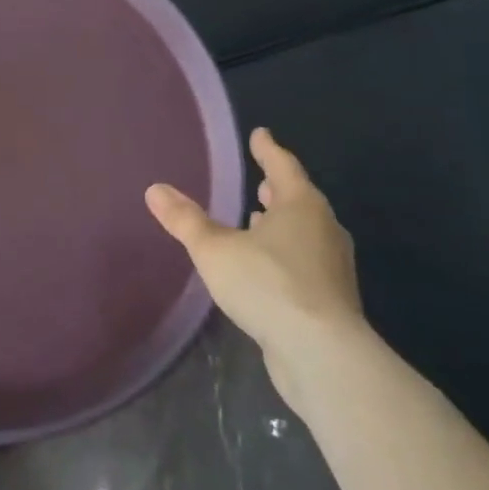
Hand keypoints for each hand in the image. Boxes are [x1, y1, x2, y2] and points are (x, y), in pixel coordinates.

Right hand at [146, 128, 363, 399]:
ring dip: (283, 224)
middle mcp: (323, 229)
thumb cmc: (268, 285)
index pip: (283, 166)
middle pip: (299, 199)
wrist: (322, 355)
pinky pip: (306, 263)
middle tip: (261, 180)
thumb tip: (154, 189)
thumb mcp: (215, 249)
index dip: (268, 149)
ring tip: (257, 220)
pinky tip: (267, 266)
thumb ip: (185, 219)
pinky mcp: (333, 301)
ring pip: (305, 232)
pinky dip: (286, 254)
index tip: (260, 134)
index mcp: (301, 206)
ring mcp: (333, 267)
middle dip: (278, 189)